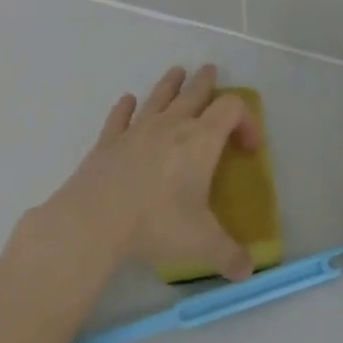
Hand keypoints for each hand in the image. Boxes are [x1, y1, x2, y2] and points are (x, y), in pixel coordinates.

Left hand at [33, 64, 258, 280]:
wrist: (94, 221)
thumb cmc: (156, 224)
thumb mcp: (202, 243)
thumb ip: (229, 255)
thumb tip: (248, 270)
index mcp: (201, 140)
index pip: (232, 109)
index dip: (246, 120)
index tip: (249, 147)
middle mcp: (172, 125)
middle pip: (195, 92)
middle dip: (207, 83)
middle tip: (211, 72)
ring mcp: (137, 130)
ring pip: (159, 97)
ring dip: (171, 84)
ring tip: (177, 72)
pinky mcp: (108, 142)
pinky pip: (120, 117)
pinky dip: (125, 108)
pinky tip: (126, 102)